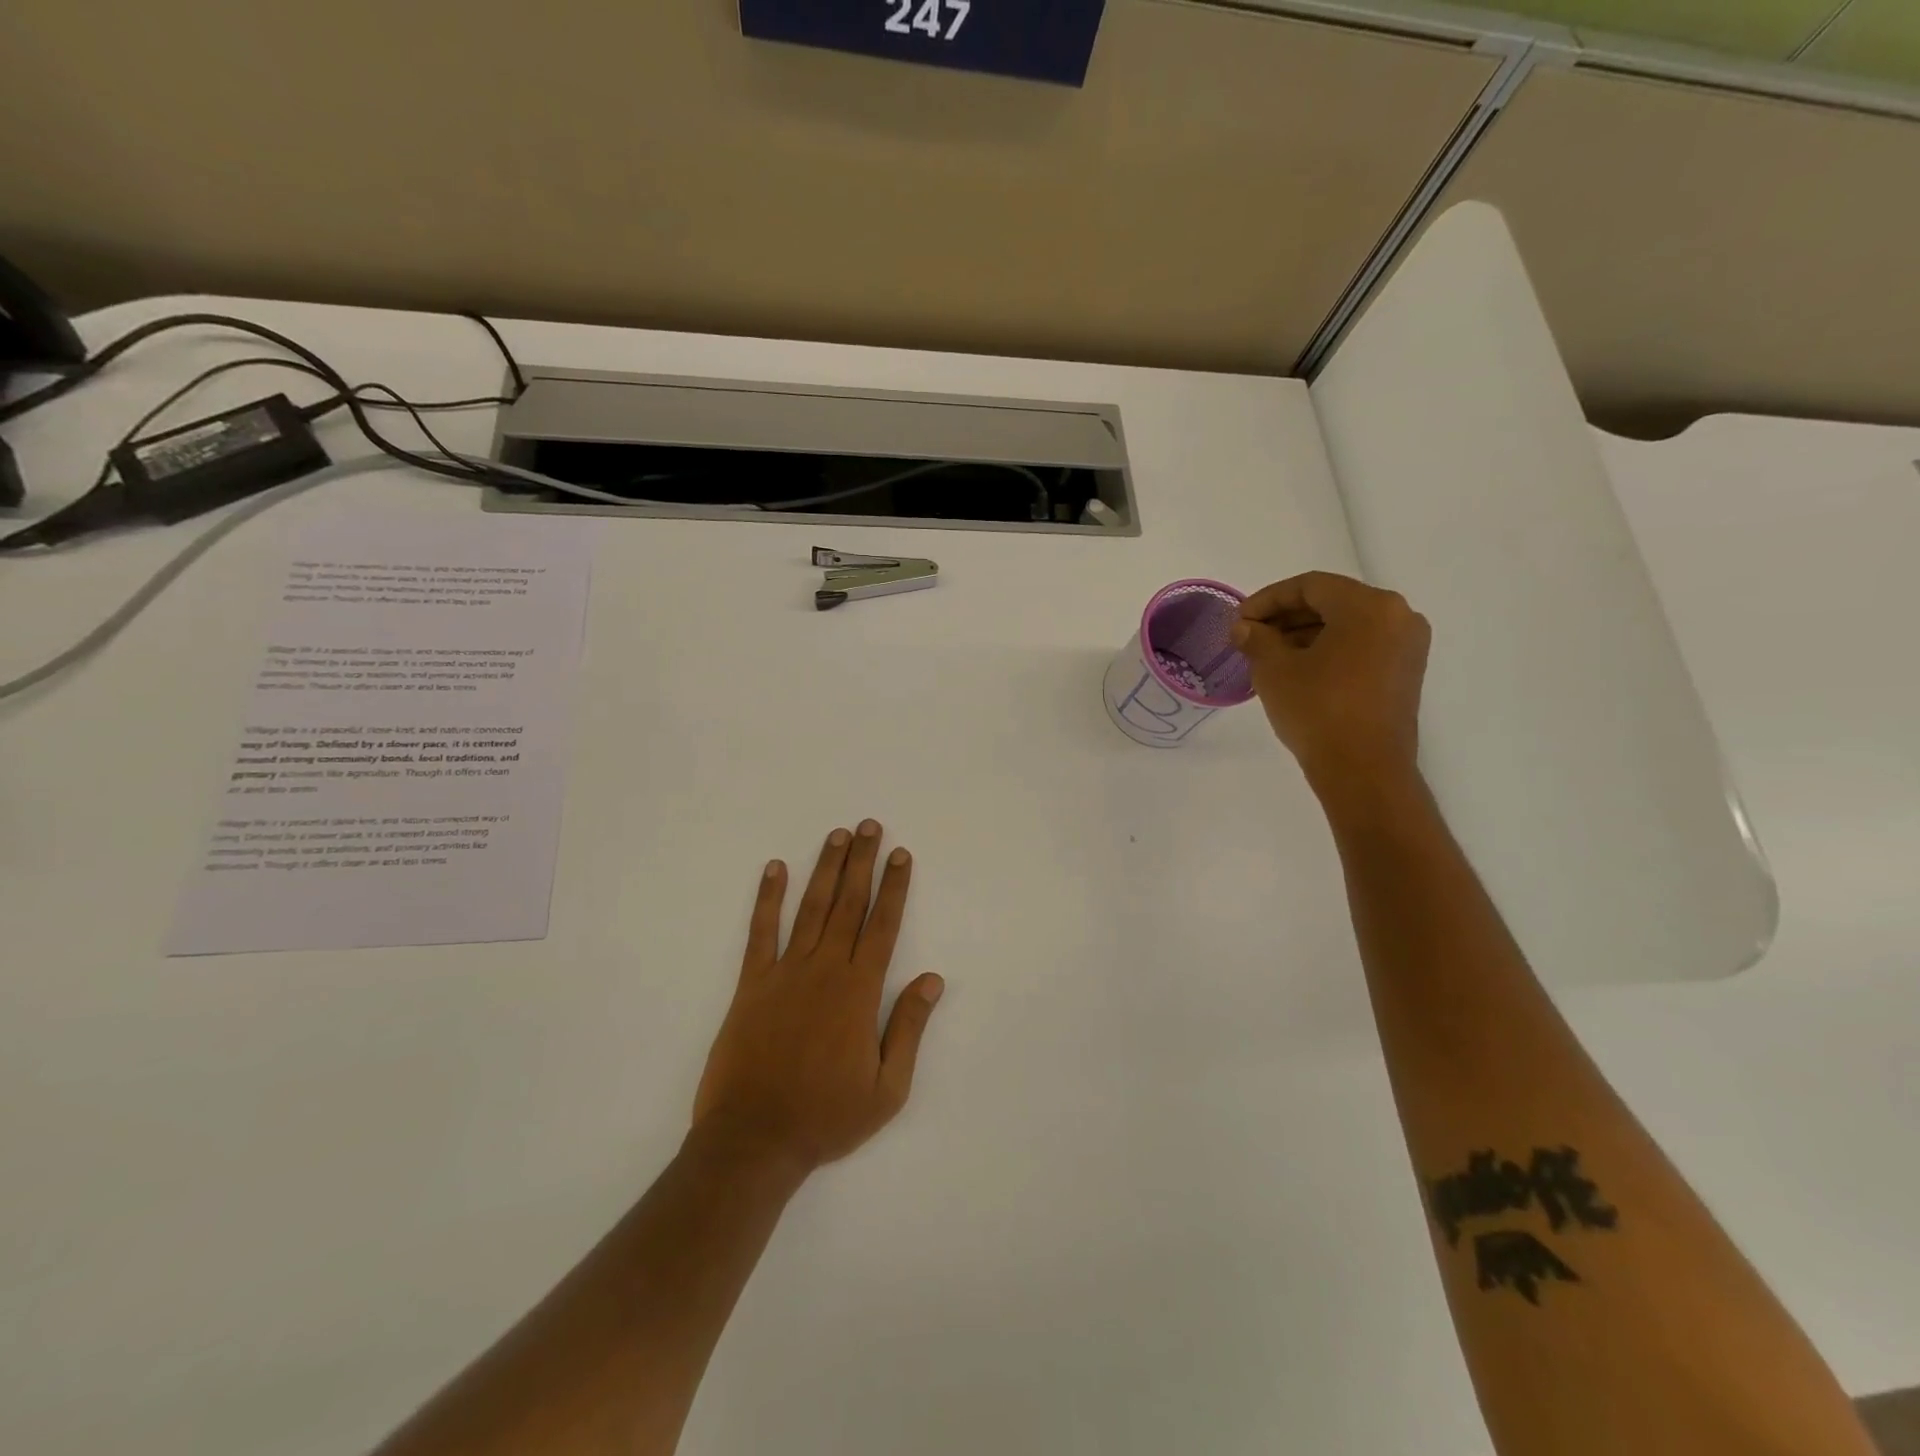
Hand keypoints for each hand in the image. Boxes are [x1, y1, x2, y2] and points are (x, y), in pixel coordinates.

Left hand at [692, 821, 944, 1176]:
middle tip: (869, 826)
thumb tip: (933, 979)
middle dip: (862, 862)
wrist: (753, 1140)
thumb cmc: (826, 1117)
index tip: (901, 855)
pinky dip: (768, 898)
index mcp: (858, 992)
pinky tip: (775, 868)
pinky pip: (761, 932)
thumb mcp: (887, 1088)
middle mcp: (824, 970)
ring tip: (837, 835)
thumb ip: (909, 1028)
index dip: (894, 887)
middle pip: (849, 904)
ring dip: (825, 869)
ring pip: (811, 908)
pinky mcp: (752, 984)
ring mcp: (785, 973)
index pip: (882, 926)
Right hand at [1231, 572, 1431, 792]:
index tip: (1239, 620)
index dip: (1267, 599)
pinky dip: (1328, 649)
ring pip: (1347, 624)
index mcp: (1368, 606)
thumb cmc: (1318, 710)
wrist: (1363, 770)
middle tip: (1250, 636)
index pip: (1309, 586)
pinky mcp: (1405, 672)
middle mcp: (1397, 616)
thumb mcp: (1275, 670)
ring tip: (1267, 655)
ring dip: (1305, 633)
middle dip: (1286, 616)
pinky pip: (1361, 645)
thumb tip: (1245, 628)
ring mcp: (1406, 645)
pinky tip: (1297, 668)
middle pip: (1332, 601)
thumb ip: (1257, 639)